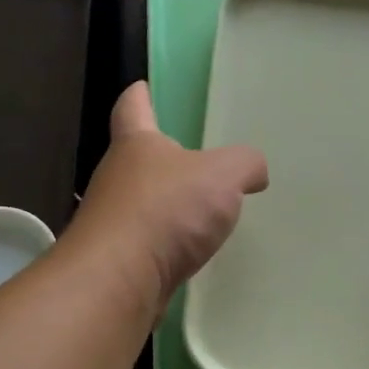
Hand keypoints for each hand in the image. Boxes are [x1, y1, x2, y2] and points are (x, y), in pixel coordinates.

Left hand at [62, 82, 268, 317]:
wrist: (118, 281)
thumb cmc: (165, 211)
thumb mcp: (222, 175)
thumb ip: (244, 164)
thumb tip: (254, 170)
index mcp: (136, 144)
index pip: (132, 107)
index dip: (139, 95)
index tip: (143, 87)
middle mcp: (117, 177)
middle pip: (138, 158)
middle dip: (163, 157)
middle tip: (198, 158)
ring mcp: (114, 221)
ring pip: (144, 203)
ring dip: (167, 204)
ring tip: (203, 209)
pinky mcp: (119, 259)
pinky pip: (149, 242)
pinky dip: (168, 243)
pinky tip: (193, 251)